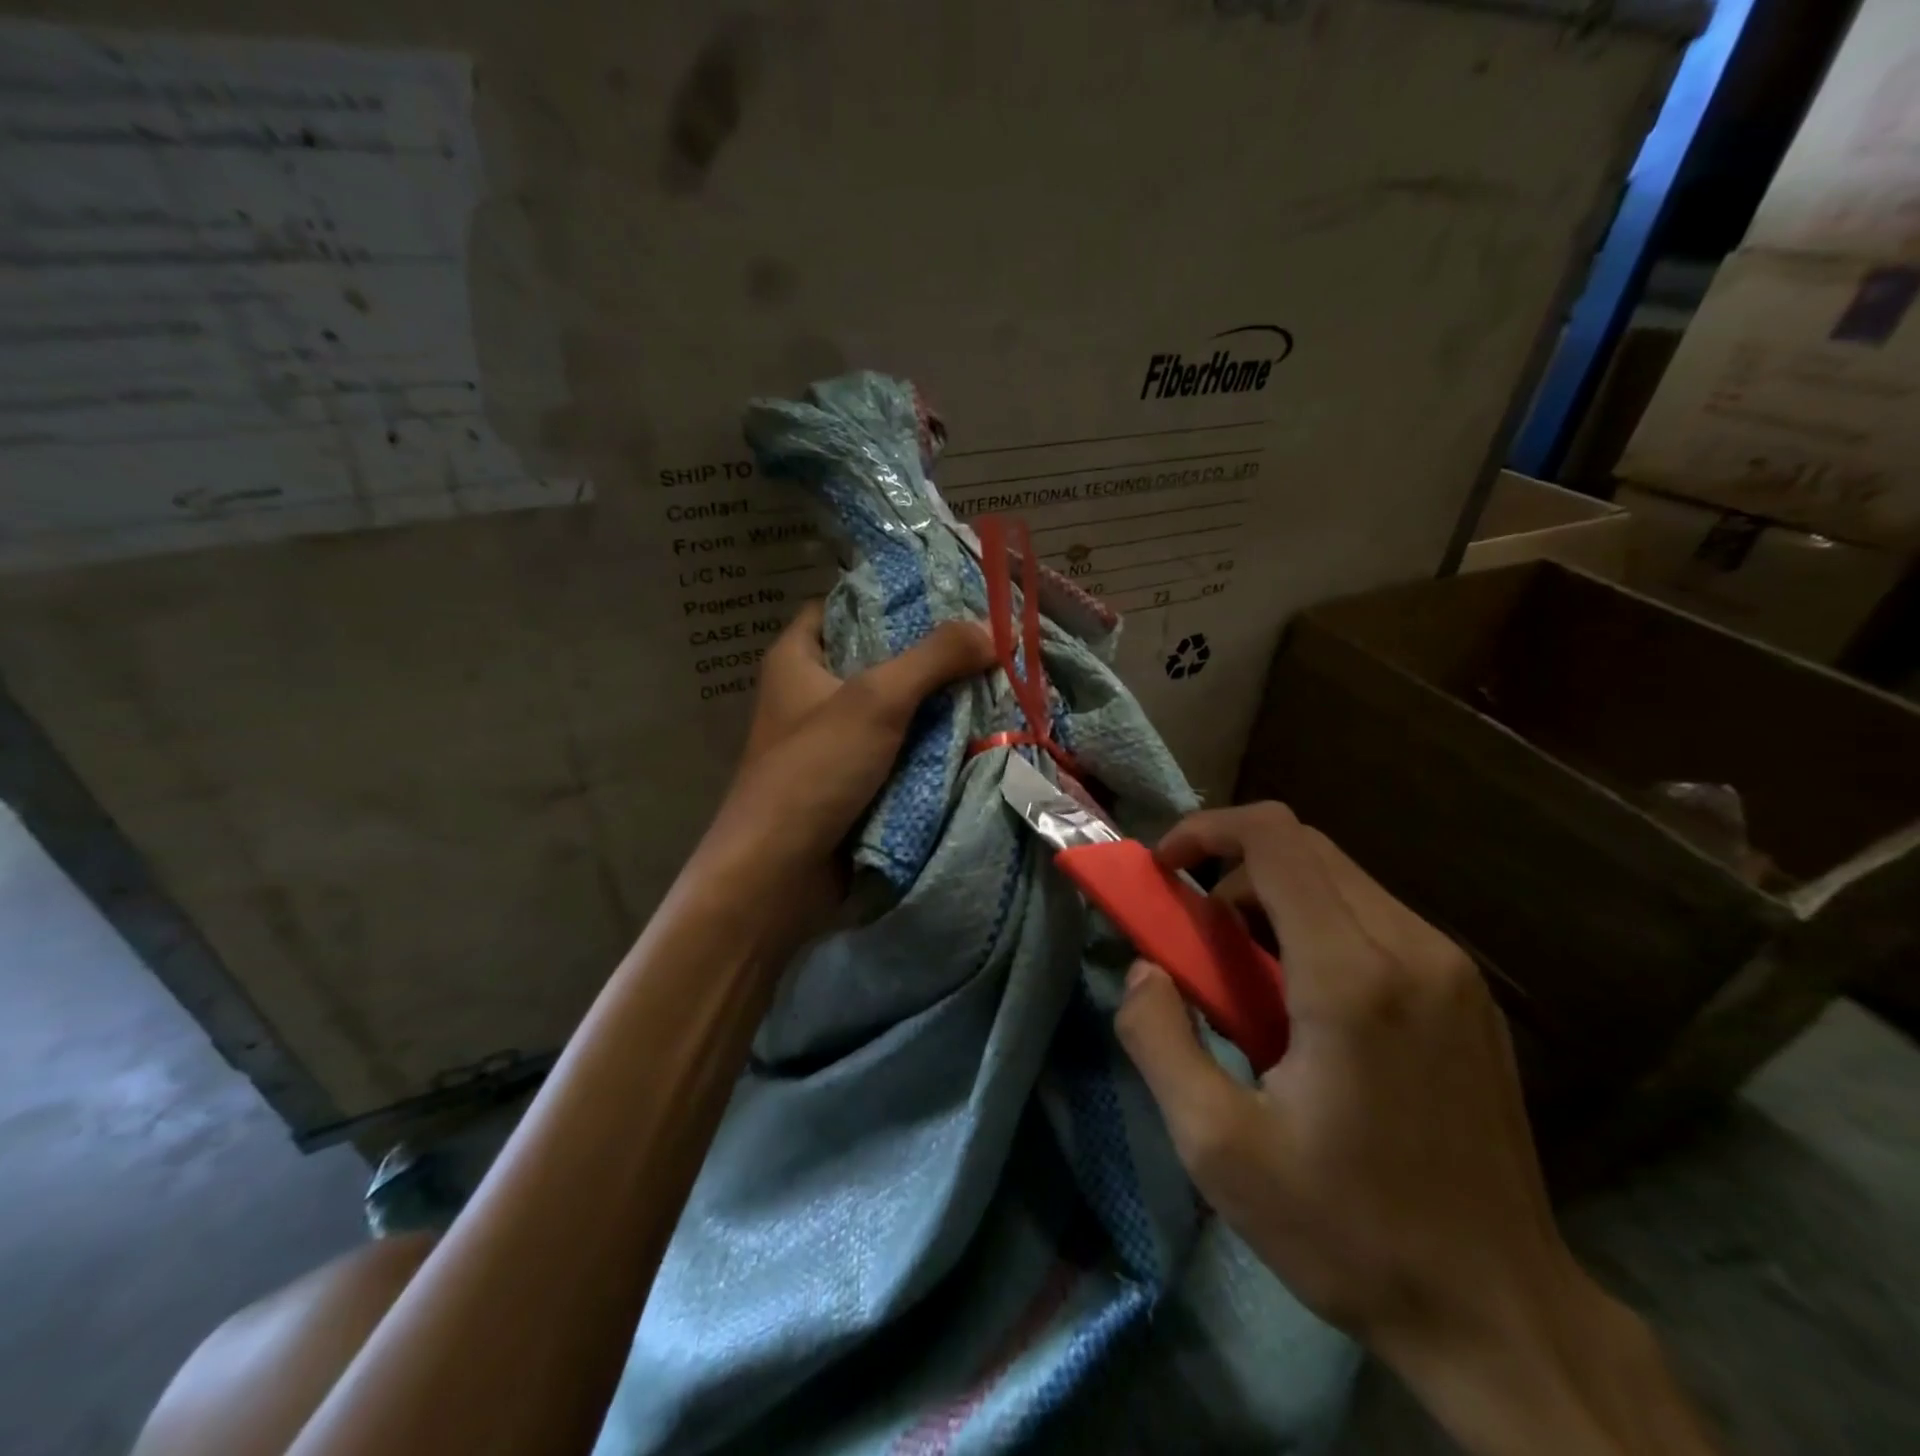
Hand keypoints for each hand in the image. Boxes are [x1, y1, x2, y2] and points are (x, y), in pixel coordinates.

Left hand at [698, 601, 994, 903]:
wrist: (778, 875)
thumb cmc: (814, 771)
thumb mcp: (876, 700)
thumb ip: (935, 658)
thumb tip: (994, 628)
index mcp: (798, 658)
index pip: (844, 605)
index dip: (892, 597)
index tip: (948, 596)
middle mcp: (812, 693)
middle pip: (879, 658)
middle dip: (931, 655)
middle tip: (988, 643)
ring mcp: (834, 741)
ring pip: (895, 709)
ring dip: (938, 705)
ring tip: (997, 684)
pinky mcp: (853, 781)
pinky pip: (900, 750)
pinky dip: (931, 745)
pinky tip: (977, 734)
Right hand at [1115, 803, 1714, 1455]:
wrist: (1501, 1316)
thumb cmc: (1347, 1231)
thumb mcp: (1218, 1146)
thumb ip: (1158, 1039)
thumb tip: (1145, 969)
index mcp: (1350, 976)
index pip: (1275, 838)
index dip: (1206, 829)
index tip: (1164, 867)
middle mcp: (1412, 948)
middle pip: (1306, 847)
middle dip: (1233, 867)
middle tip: (1197, 933)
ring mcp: (1452, 969)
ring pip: (1342, 877)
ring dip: (1275, 897)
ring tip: (1245, 975)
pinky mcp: (1469, 994)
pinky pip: (1377, 916)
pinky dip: (1319, 924)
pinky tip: (1305, 1001)